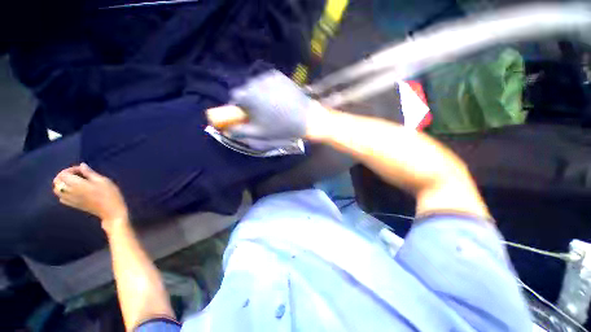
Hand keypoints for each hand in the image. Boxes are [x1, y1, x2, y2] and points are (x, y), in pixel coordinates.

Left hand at [53, 163, 128, 231]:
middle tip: (75, 174)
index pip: (64, 173)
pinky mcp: (73, 205)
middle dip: (63, 175)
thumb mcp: (103, 180)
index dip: (71, 169)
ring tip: (72, 182)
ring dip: (61, 184)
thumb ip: (90, 173)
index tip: (82, 169)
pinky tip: (71, 192)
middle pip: (57, 181)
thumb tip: (82, 165)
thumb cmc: (110, 194)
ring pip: (57, 190)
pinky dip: (63, 193)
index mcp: (76, 184)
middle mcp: (69, 191)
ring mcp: (70, 200)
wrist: (111, 211)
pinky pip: (61, 198)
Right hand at [208, 69, 327, 140]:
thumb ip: (239, 130)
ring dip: (259, 94)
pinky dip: (269, 89)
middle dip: (249, 101)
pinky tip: (278, 99)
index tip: (247, 115)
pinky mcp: (279, 75)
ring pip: (256, 85)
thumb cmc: (281, 128)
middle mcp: (255, 81)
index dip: (239, 107)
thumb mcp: (258, 133)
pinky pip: (268, 81)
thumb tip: (226, 129)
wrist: (306, 118)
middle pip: (246, 90)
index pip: (235, 97)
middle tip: (261, 112)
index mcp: (248, 96)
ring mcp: (268, 76)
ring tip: (271, 106)